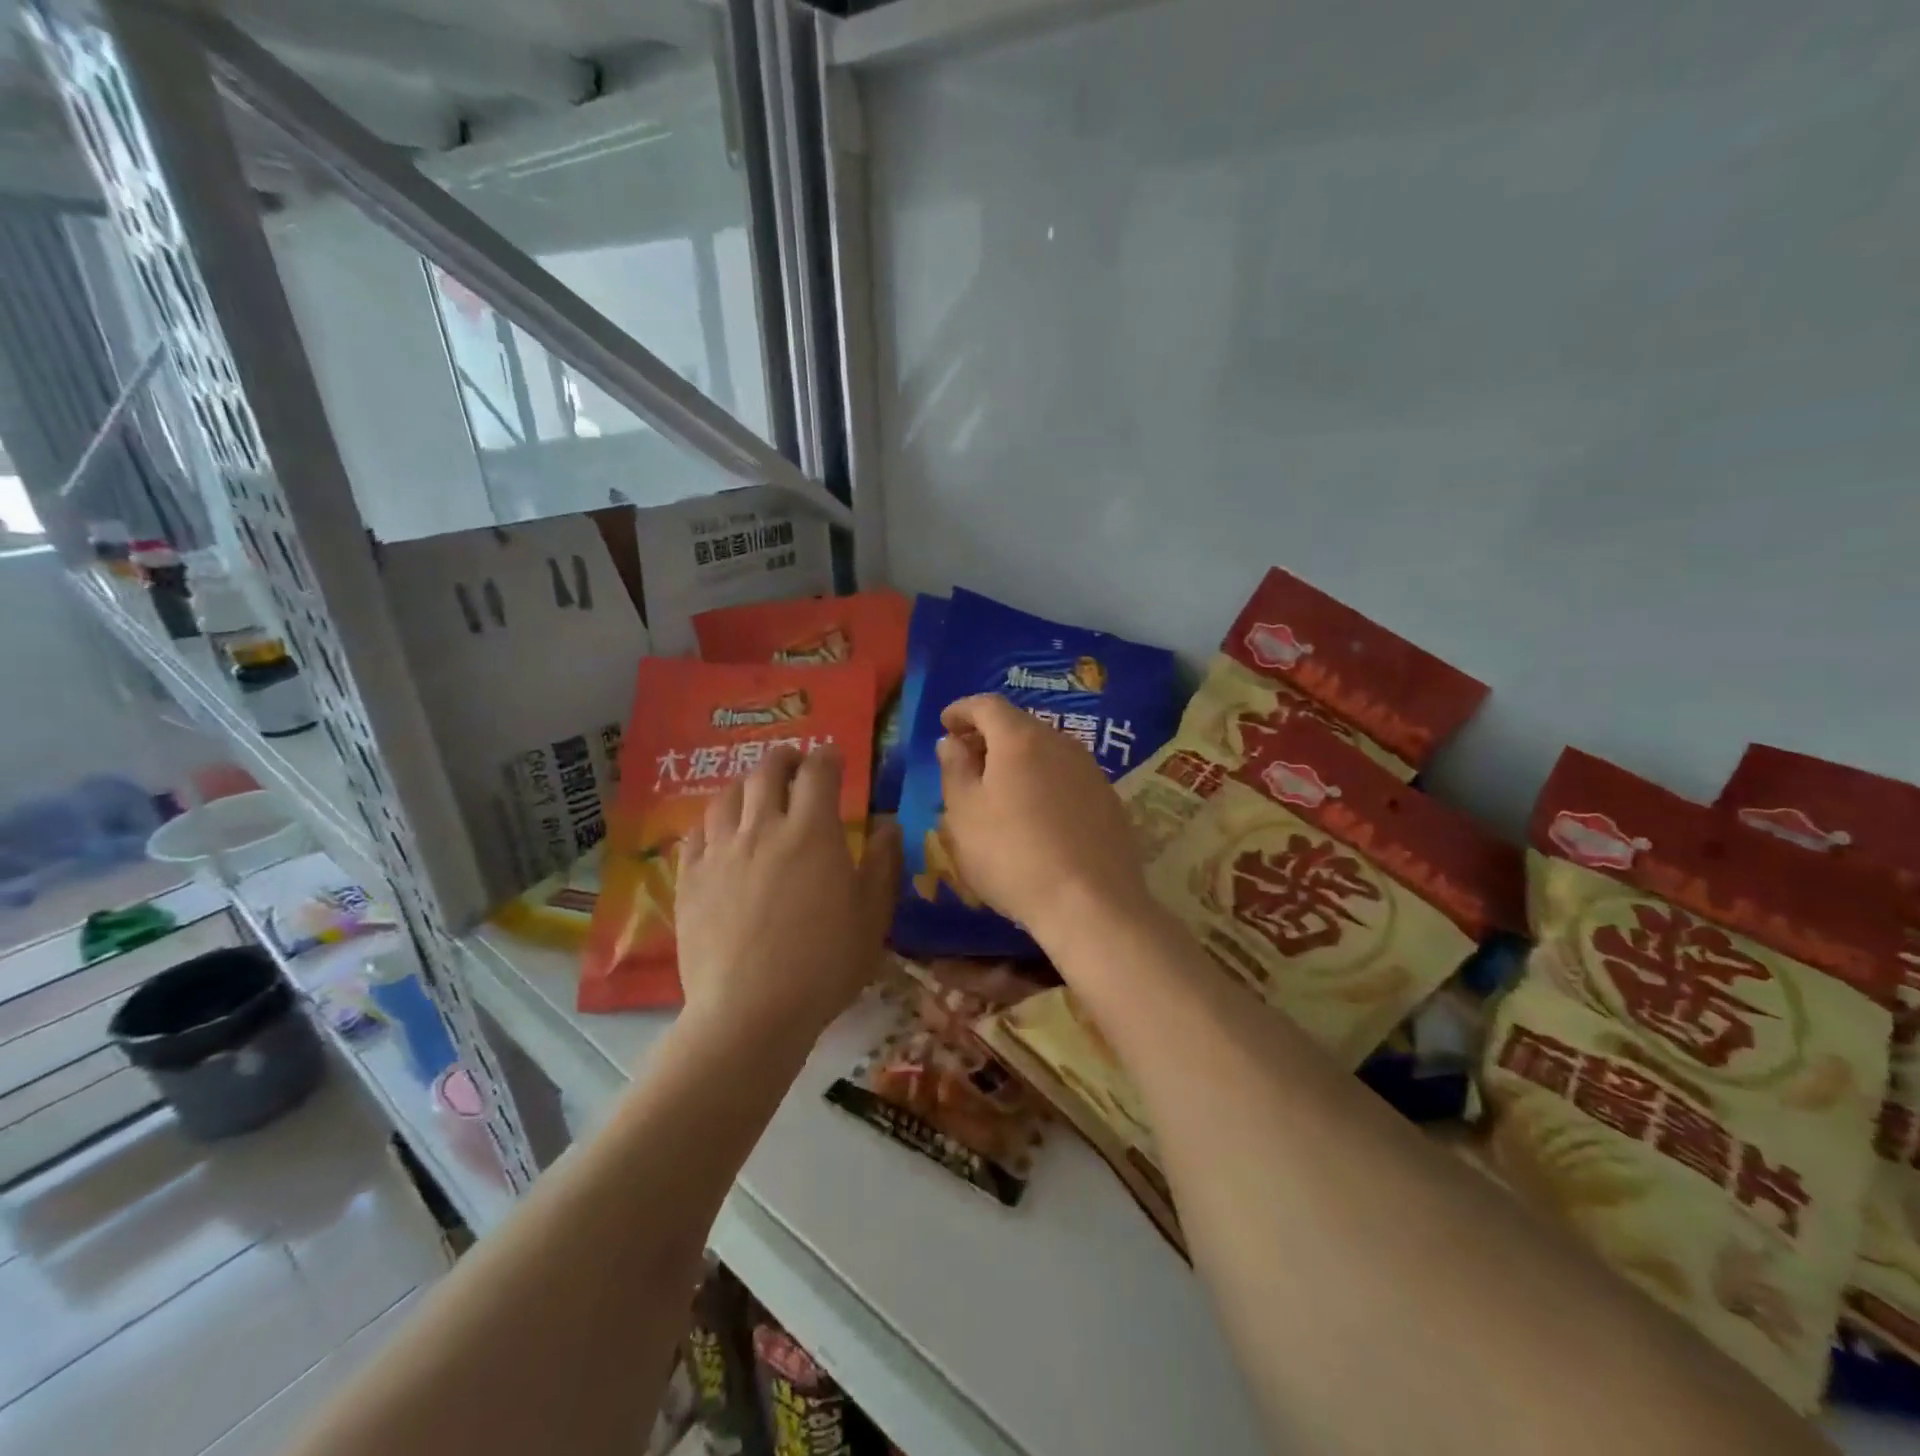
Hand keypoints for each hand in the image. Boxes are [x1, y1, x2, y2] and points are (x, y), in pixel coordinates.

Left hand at [676, 746, 901, 1047]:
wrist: (750, 1012)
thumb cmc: (824, 965)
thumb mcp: (872, 916)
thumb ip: (882, 864)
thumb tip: (888, 824)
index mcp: (813, 831)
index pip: (818, 772)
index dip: (827, 757)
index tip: (833, 757)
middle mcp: (763, 828)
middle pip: (768, 772)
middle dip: (784, 759)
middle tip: (794, 763)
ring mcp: (721, 852)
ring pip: (727, 797)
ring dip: (746, 785)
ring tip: (755, 791)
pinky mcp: (690, 879)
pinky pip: (696, 834)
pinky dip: (711, 823)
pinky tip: (718, 833)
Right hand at [935, 695, 1147, 944]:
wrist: (1091, 904)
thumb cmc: (1013, 855)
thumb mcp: (964, 814)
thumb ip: (954, 769)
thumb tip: (951, 741)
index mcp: (1020, 738)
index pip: (986, 705)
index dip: (961, 710)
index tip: (945, 725)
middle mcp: (1061, 742)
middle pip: (1018, 725)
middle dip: (988, 736)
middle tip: (966, 761)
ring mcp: (1090, 770)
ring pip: (1045, 750)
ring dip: (1017, 760)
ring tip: (998, 790)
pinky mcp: (1109, 799)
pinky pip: (1066, 776)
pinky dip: (1044, 781)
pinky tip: (1036, 814)